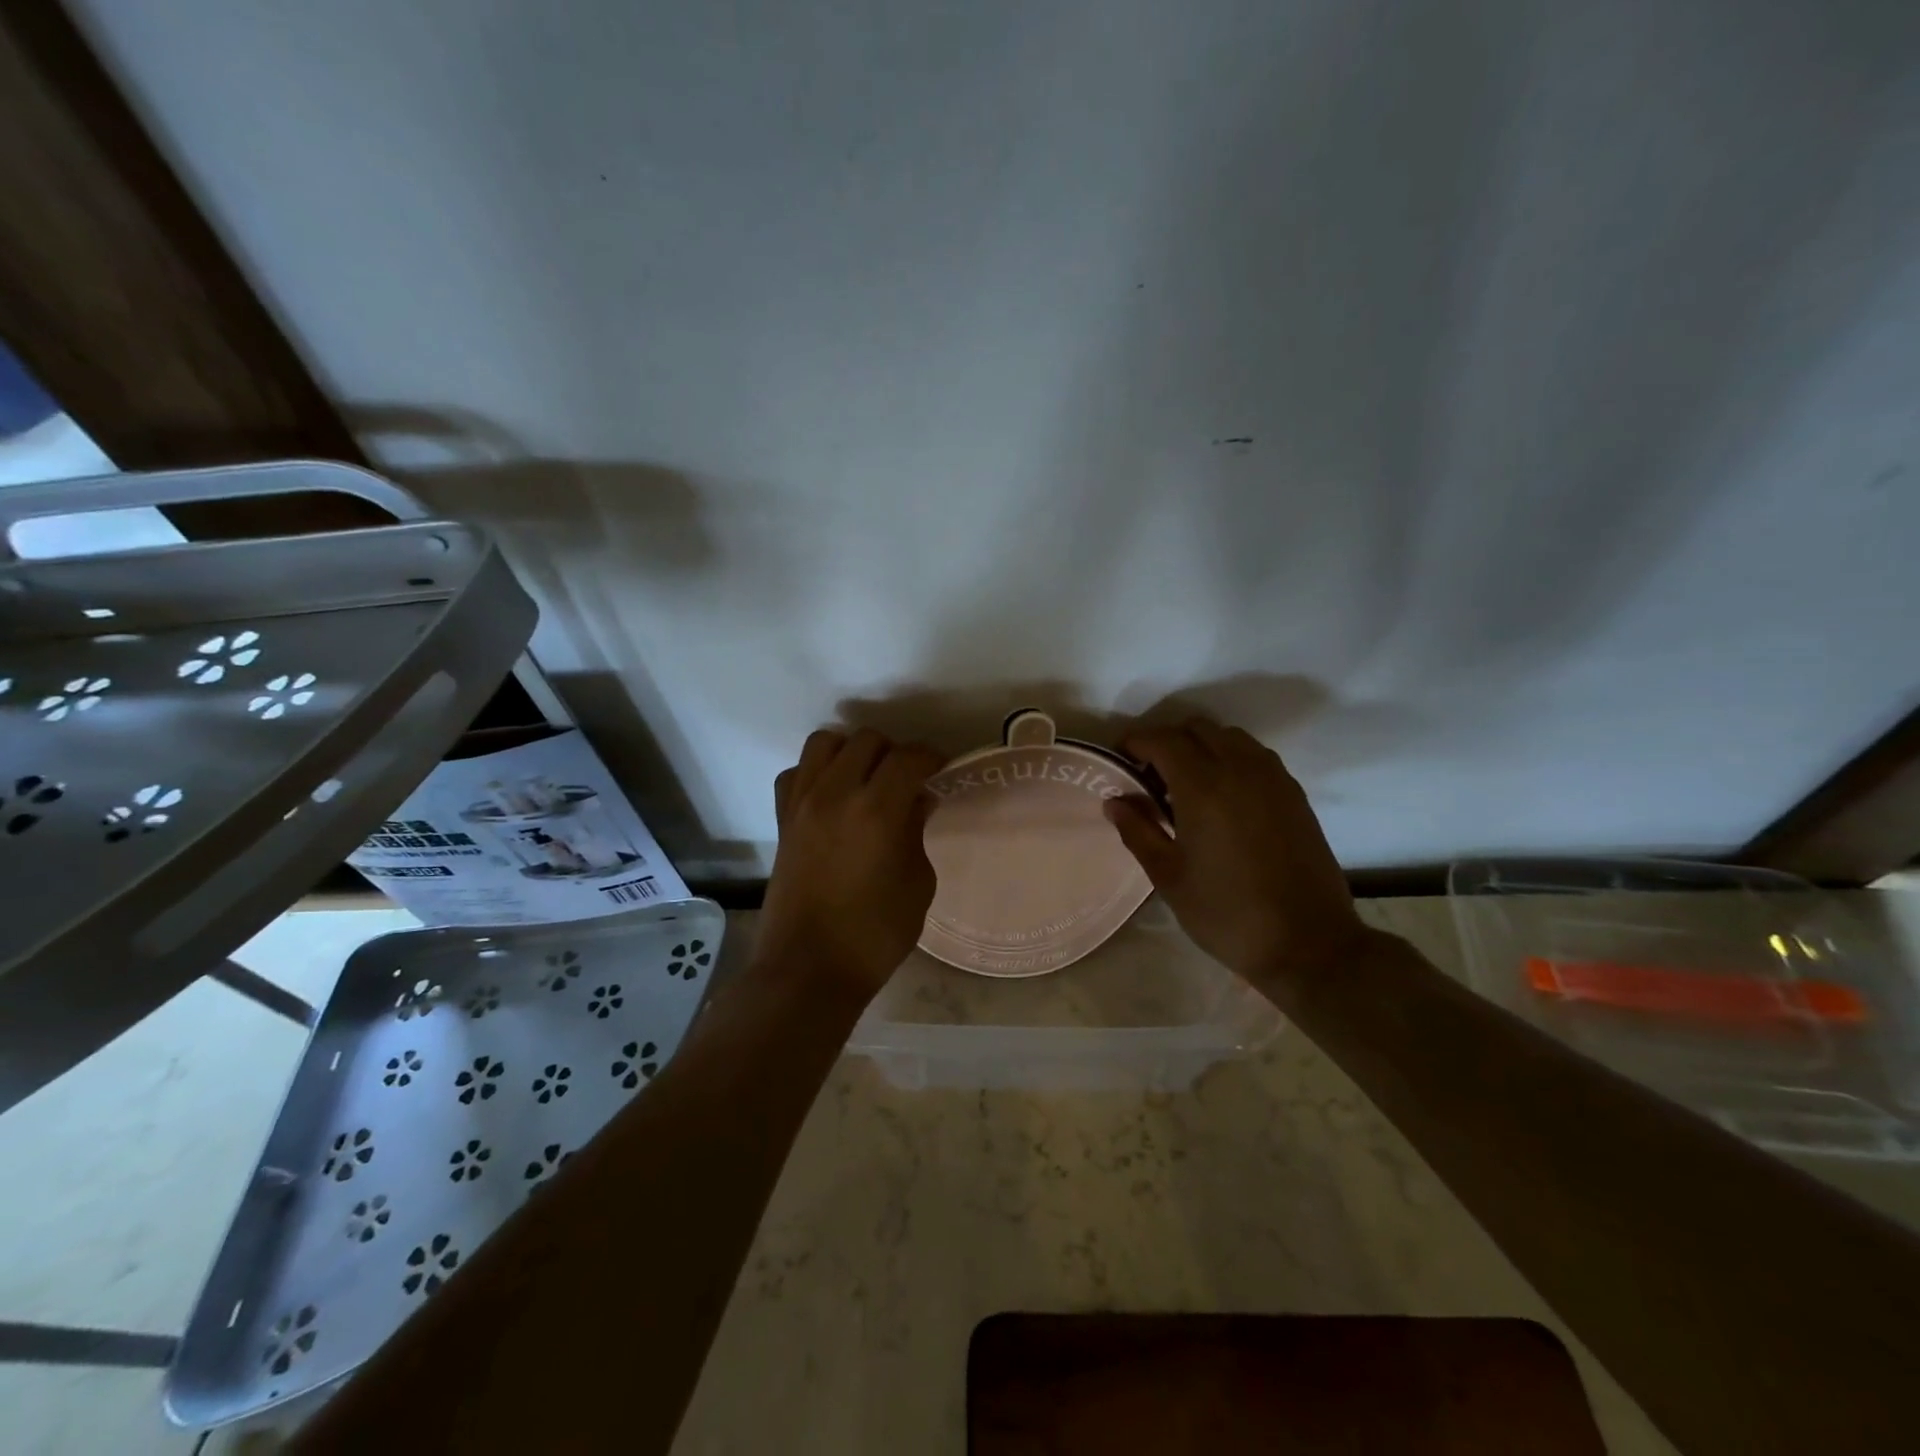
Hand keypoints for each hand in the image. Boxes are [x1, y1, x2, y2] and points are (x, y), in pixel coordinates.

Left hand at [761, 728, 946, 999]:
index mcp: (876, 809)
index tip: (941, 769)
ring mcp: (802, 803)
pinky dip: (816, 773)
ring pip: (825, 743)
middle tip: (907, 780)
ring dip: (852, 752)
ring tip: (866, 779)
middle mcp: (835, 793)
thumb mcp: (917, 883)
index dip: (931, 757)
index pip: (909, 757)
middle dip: (894, 752)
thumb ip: (917, 832)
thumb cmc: (874, 933)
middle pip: (867, 740)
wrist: (809, 968)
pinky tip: (831, 797)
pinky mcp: (782, 820)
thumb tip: (917, 801)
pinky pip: (796, 773)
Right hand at [1105, 719, 1365, 983]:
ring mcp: (1273, 778)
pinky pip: (1255, 755)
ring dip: (1201, 746)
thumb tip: (1114, 801)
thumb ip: (1138, 831)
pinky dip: (1230, 758)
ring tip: (1186, 784)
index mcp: (1202, 787)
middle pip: (1196, 728)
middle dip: (1167, 741)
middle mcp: (1239, 769)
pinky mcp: (1294, 793)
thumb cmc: (1226, 912)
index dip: (1135, 742)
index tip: (1120, 759)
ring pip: (1229, 736)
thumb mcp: (1168, 876)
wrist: (1307, 943)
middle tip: (1149, 774)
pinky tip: (1223, 796)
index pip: (1162, 740)